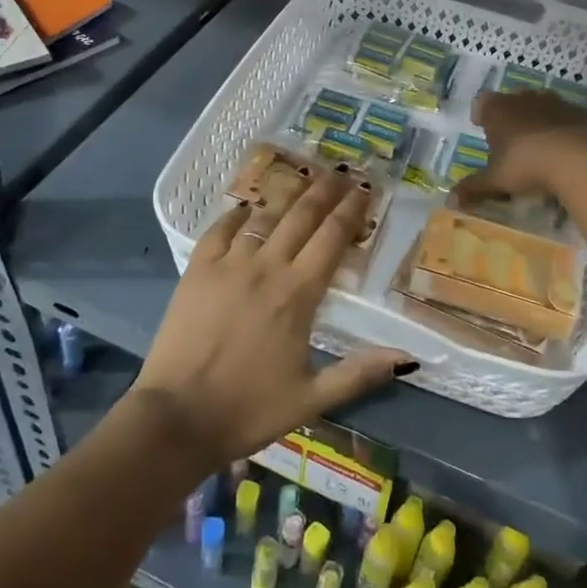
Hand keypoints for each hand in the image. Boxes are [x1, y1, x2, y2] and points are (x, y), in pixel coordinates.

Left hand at [132, 167, 410, 466]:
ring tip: (303, 175)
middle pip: (301, 217)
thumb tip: (409, 356)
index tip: (365, 189)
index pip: (332, 238)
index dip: (351, 210)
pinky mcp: (197, 270)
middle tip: (341, 170)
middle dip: (325, 190)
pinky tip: (246, 207)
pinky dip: (237, 215)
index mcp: (298, 295)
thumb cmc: (249, 410)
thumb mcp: (312, 399)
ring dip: (287, 194)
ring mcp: (228, 265)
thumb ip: (359, 373)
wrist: (177, 417)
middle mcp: (266, 268)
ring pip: (264, 217)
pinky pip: (220, 230)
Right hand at [454, 90, 586, 203]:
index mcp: (497, 110)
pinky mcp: (580, 112)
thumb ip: (473, 189)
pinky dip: (564, 127)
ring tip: (540, 143)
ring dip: (539, 119)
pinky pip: (567, 117)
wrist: (578, 158)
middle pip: (512, 100)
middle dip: (510, 115)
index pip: (482, 103)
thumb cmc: (525, 164)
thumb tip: (449, 201)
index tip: (482, 126)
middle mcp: (524, 99)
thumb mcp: (495, 181)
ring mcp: (555, 102)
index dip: (481, 114)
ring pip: (541, 104)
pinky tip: (567, 147)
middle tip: (511, 137)